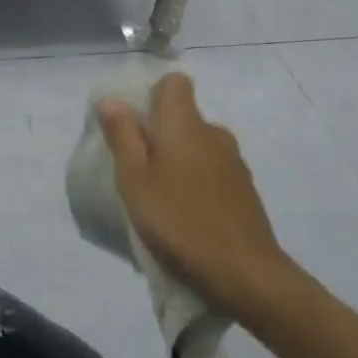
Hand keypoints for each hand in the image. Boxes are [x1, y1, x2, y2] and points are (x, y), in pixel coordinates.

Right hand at [98, 73, 297, 324]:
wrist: (246, 274)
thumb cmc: (179, 220)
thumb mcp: (134, 180)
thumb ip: (123, 136)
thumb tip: (112, 100)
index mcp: (185, 124)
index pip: (174, 83)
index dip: (152, 95)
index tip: (134, 124)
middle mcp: (214, 133)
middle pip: (183, 117)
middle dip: (159, 134)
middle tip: (136, 169)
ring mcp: (234, 163)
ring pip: (197, 146)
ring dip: (178, 161)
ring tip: (159, 198)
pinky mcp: (245, 191)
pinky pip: (211, 172)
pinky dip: (196, 183)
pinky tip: (185, 215)